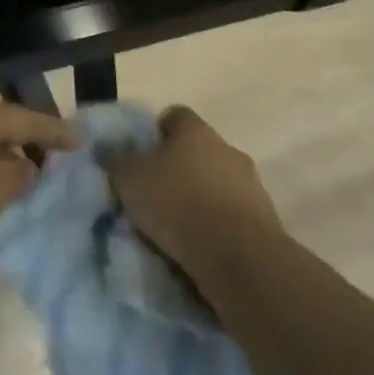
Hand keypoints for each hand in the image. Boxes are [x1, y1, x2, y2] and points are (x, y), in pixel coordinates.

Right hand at [107, 106, 283, 270]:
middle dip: (179, 167)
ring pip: (218, 182)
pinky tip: (202, 244)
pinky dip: (219, 224)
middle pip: (198, 150)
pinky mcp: (266, 221)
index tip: (140, 155)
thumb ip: (116, 159)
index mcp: (195, 130)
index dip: (155, 132)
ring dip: (201, 196)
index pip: (174, 115)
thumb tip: (106, 148)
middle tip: (155, 191)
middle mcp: (226, 148)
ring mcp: (251, 184)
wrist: (240, 259)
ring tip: (178, 224)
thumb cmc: (177, 204)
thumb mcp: (129, 179)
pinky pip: (233, 214)